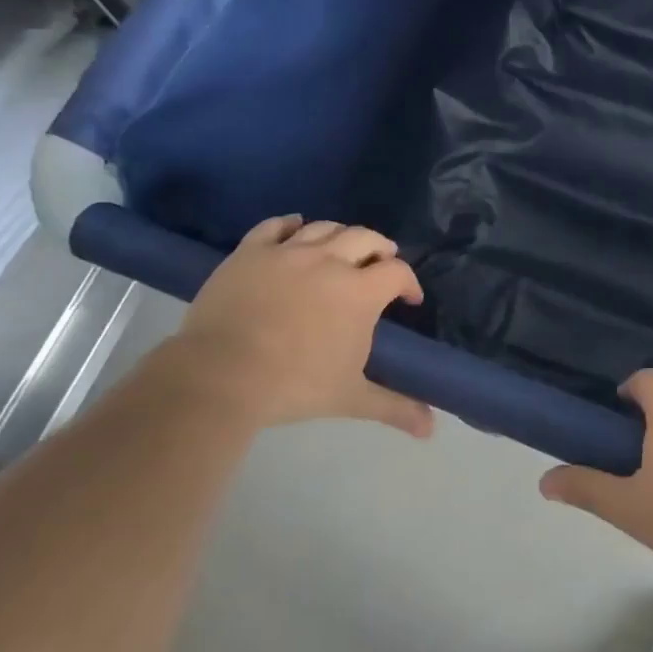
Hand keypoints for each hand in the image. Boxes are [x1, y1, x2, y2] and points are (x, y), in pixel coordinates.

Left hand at [150, 215, 432, 437]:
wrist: (221, 376)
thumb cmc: (294, 386)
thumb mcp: (350, 398)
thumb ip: (394, 407)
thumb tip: (431, 428)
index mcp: (359, 292)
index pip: (397, 272)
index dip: (409, 282)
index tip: (409, 298)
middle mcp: (329, 261)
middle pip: (366, 238)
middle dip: (381, 248)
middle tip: (382, 262)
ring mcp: (288, 252)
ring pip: (324, 227)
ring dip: (342, 234)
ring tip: (344, 246)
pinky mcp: (251, 252)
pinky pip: (275, 226)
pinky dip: (290, 223)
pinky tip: (296, 226)